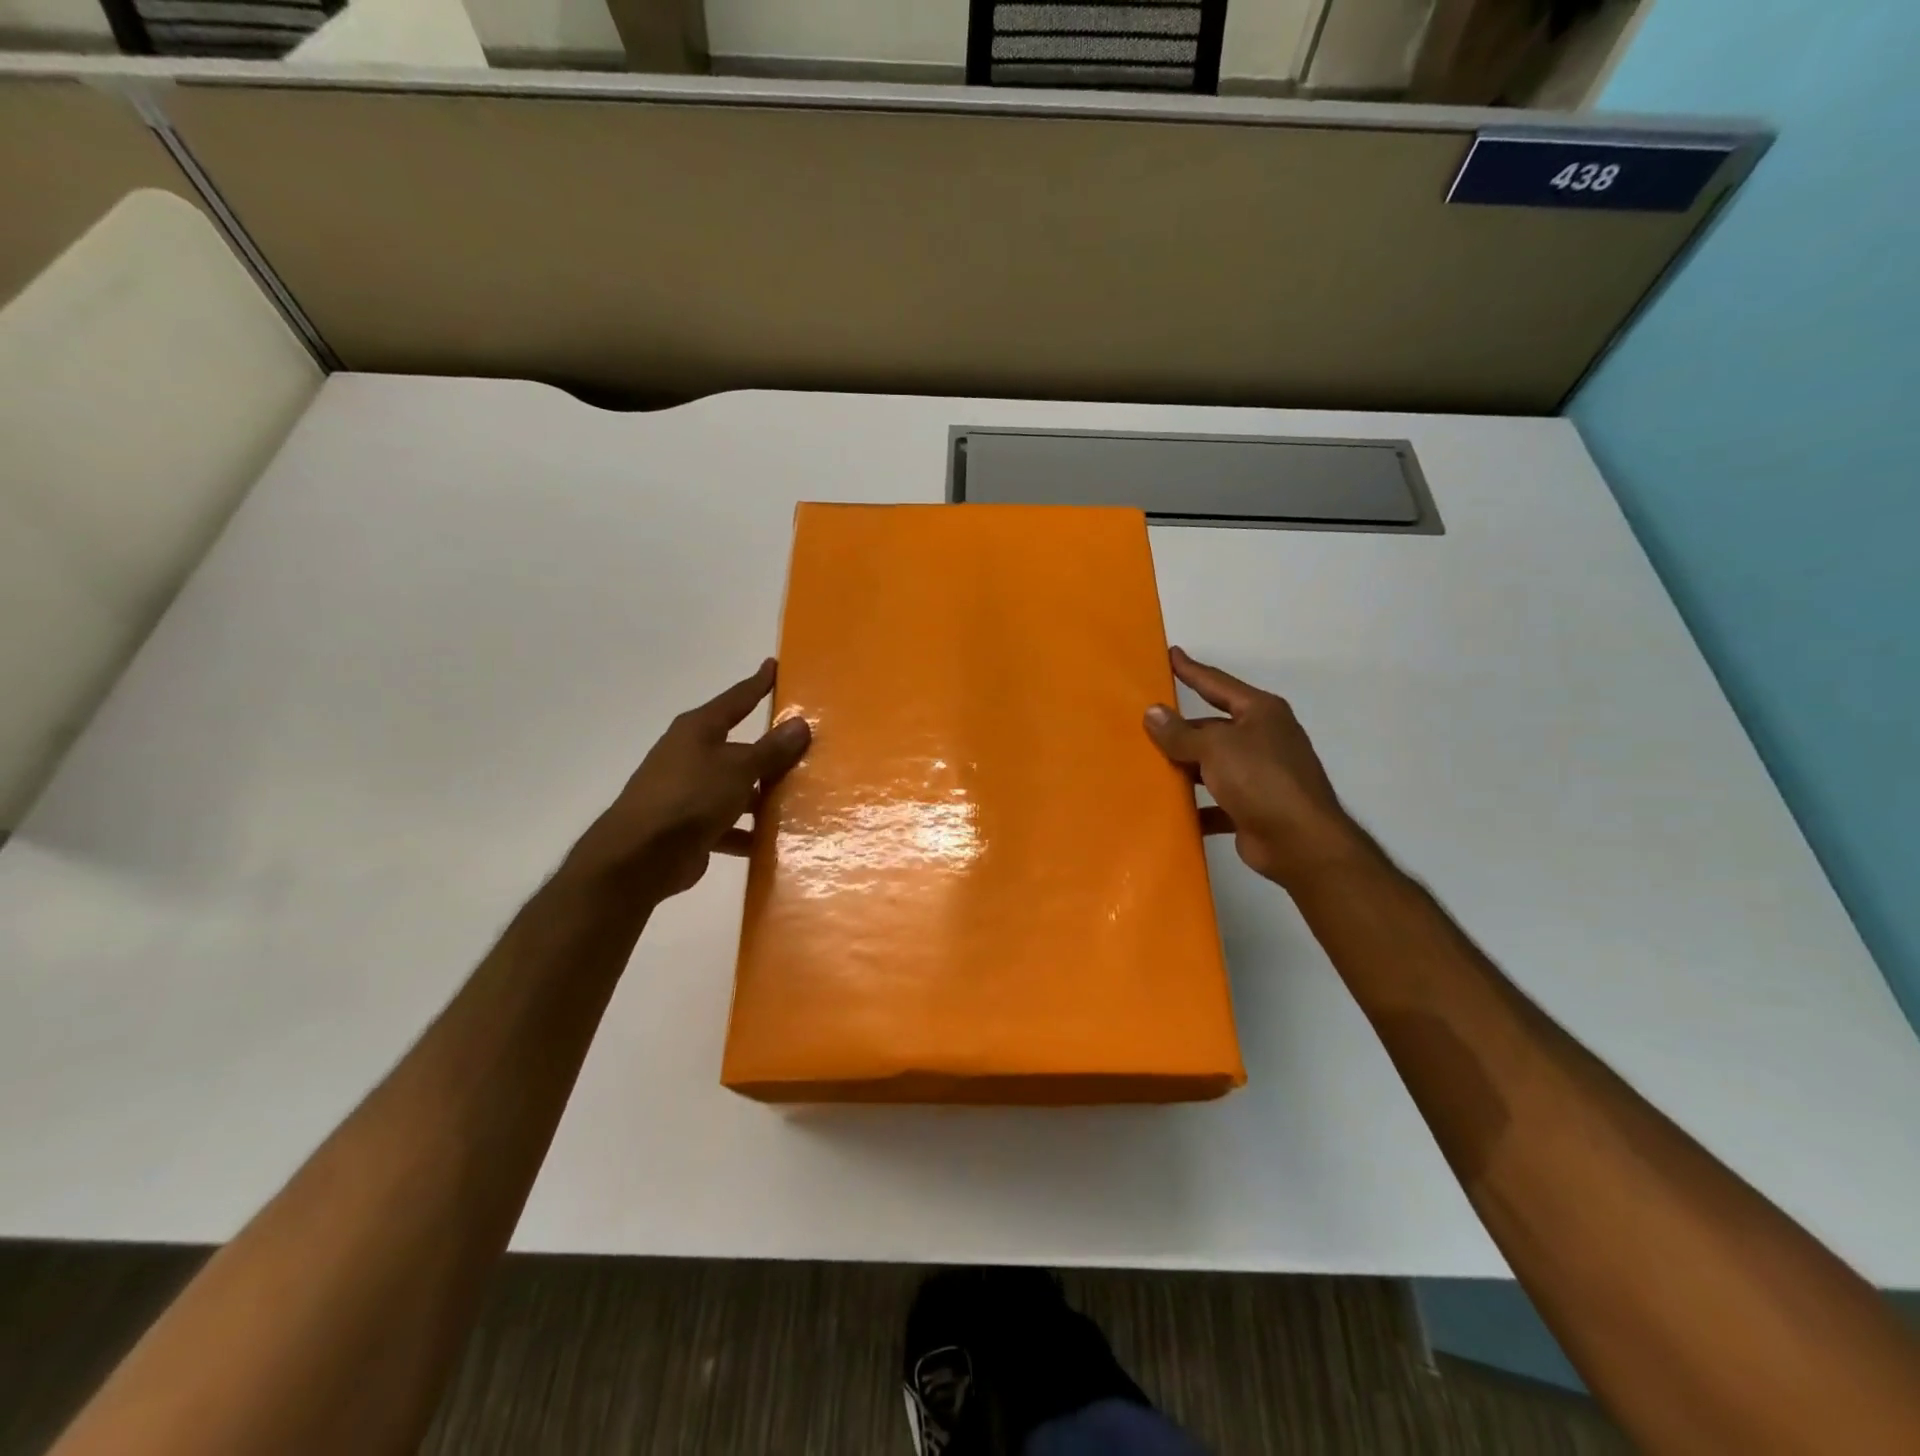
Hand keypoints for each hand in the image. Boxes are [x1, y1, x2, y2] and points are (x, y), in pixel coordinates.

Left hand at [568, 659, 810, 899]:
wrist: (640, 856)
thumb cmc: (690, 797)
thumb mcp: (738, 769)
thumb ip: (771, 749)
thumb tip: (800, 723)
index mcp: (698, 730)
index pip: (736, 699)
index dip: (757, 684)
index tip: (773, 665)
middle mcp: (691, 755)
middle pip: (739, 746)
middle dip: (768, 749)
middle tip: (805, 743)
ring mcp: (689, 791)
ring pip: (736, 787)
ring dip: (761, 794)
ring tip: (799, 797)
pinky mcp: (690, 826)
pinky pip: (729, 823)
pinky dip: (747, 830)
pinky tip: (773, 840)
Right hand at [1145, 647, 1370, 889]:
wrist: (1300, 842)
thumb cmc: (1260, 779)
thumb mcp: (1215, 747)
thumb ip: (1180, 732)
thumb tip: (1152, 712)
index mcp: (1260, 713)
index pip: (1217, 684)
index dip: (1191, 670)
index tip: (1170, 654)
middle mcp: (1263, 739)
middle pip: (1212, 727)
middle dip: (1180, 729)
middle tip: (1143, 723)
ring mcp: (1260, 775)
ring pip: (1212, 765)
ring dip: (1184, 768)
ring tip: (1146, 765)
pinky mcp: (1253, 808)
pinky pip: (1215, 801)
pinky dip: (1195, 805)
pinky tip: (1169, 809)